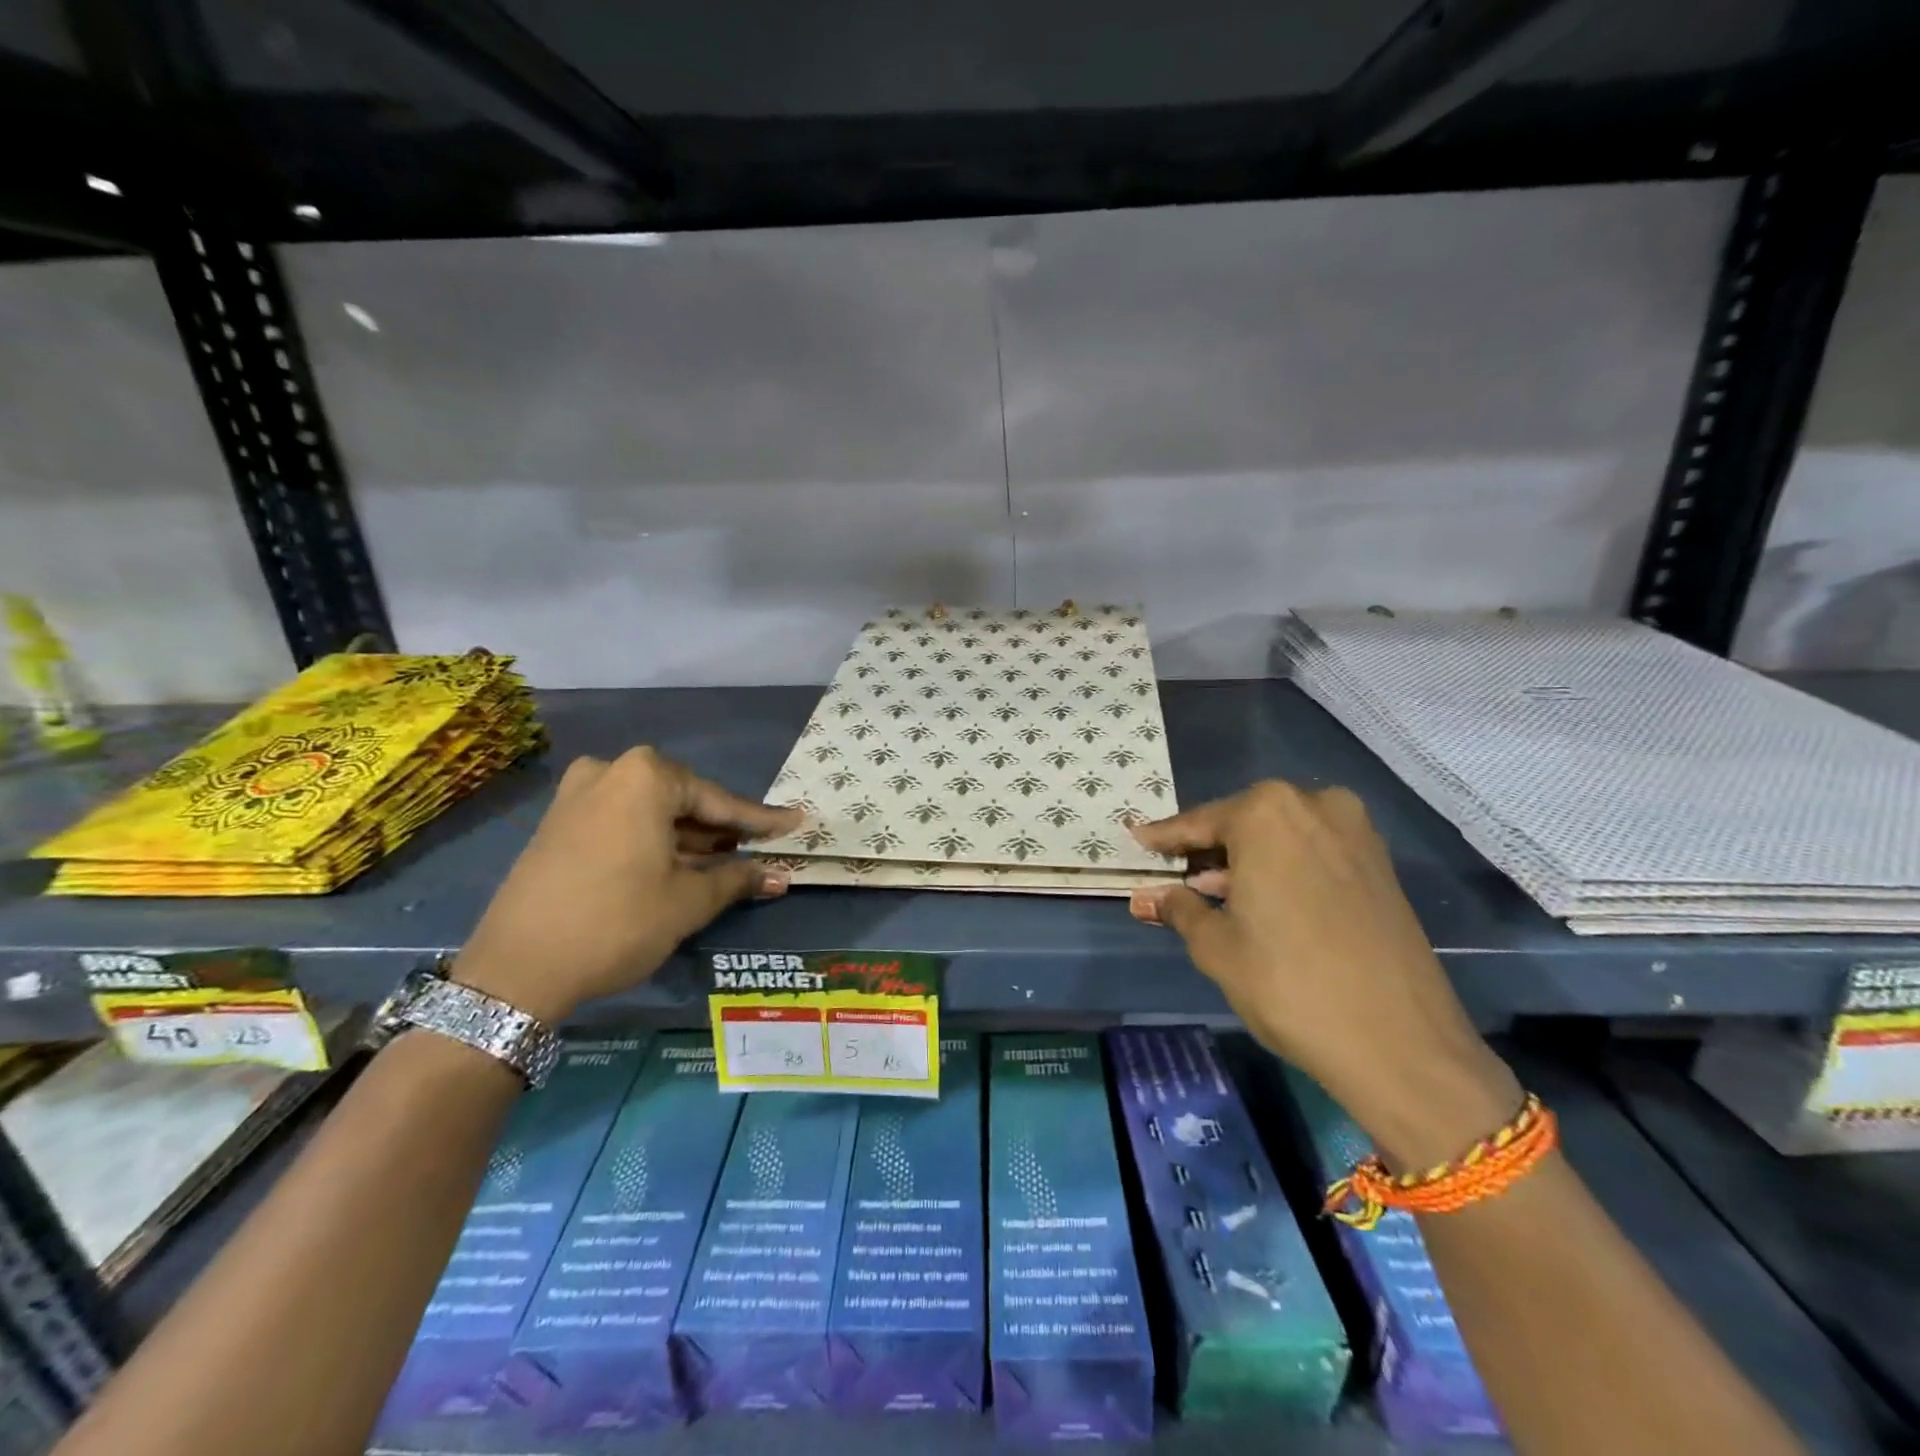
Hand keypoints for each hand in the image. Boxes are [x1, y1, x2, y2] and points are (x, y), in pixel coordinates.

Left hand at [454, 747, 801, 1022]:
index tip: (796, 823)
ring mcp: (577, 796)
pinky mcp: (558, 824)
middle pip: (684, 801)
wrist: (514, 971)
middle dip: (721, 831)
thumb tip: (780, 876)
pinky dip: (654, 842)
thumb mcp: (687, 902)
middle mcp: (610, 772)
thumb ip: (738, 879)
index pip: (719, 801)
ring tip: (726, 864)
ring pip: (652, 814)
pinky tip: (678, 866)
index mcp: (645, 777)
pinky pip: (622, 823)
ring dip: (688, 839)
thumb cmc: (616, 923)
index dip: (760, 821)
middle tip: (759, 850)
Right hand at [1131, 781, 1519, 1168]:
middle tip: (1176, 872)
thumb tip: (1148, 896)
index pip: (1199, 822)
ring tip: (1214, 891)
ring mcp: (1355, 832)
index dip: (1164, 838)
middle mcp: (1314, 805)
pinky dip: (1283, 867)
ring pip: (1281, 836)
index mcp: (1267, 812)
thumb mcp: (1217, 946)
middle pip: (1243, 822)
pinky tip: (1263, 899)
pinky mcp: (1380, 863)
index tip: (1136, 840)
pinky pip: (1313, 852)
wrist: (1401, 1043)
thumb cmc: (1289, 983)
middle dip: (1209, 848)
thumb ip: (1179, 908)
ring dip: (1246, 859)